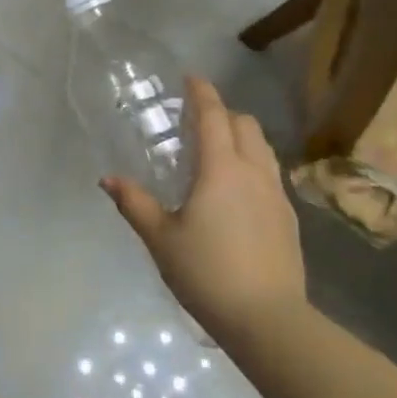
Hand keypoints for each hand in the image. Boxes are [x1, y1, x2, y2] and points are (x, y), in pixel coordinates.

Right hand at [102, 75, 304, 335]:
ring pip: (263, 149)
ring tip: (217, 152)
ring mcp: (277, 195)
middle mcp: (254, 172)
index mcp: (221, 169)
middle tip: (197, 121)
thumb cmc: (207, 273)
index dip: (202, 93)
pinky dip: (253, 165)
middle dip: (223, 113)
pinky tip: (237, 191)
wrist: (268, 320)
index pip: (214, 116)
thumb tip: (107, 179)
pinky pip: (271, 174)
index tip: (191, 78)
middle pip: (245, 125)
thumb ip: (134, 203)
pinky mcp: (289, 218)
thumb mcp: (161, 238)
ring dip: (241, 138)